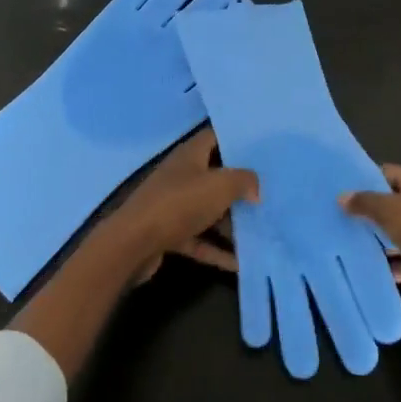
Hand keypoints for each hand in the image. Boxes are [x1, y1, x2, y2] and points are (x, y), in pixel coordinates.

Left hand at [111, 128, 256, 282]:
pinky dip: (216, 249)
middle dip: (239, 186)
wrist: (133, 244)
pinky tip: (239, 263)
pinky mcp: (168, 234)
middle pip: (214, 176)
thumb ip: (243, 181)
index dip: (236, 141)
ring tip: (260, 230)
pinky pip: (199, 238)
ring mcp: (172, 206)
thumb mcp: (219, 186)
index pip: (214, 138)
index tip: (260, 150)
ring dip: (230, 222)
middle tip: (267, 193)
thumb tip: (256, 188)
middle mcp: (180, 176)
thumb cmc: (179, 204)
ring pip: (207, 210)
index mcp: (190, 155)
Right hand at [342, 165, 400, 316]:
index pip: (386, 172)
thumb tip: (342, 195)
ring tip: (348, 244)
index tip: (339, 191)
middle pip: (393, 202)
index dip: (364, 180)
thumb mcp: (390, 211)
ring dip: (381, 239)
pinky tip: (373, 271)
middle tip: (339, 219)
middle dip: (369, 211)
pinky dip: (395, 264)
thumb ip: (365, 202)